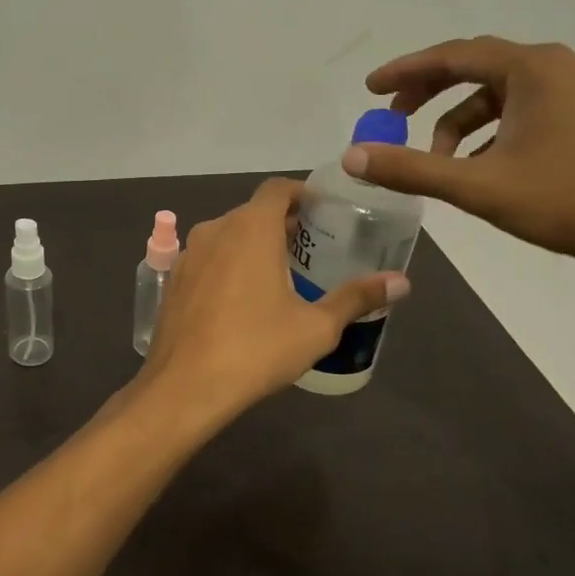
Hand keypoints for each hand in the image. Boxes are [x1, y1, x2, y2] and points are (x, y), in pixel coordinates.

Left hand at [138, 178, 408, 416]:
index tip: (323, 213)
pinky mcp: (172, 280)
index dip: (302, 194)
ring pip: (227, 235)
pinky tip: (241, 299)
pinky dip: (227, 265)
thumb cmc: (256, 349)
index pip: (278, 189)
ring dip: (253, 245)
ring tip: (280, 275)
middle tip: (312, 251)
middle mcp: (215, 229)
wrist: (184, 386)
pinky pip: (207, 259)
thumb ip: (357, 297)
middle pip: (252, 212)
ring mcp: (187, 254)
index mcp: (250, 228)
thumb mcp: (316, 327)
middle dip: (282, 224)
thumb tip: (401, 282)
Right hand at [345, 36, 574, 287]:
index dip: (405, 72)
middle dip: (430, 93)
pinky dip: (492, 133)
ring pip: (502, 95)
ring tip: (439, 160)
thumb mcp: (478, 186)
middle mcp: (561, 68)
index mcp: (534, 69)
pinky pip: (526, 113)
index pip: (454, 55)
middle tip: (394, 119)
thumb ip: (410, 168)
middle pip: (478, 68)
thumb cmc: (568, 202)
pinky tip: (482, 169)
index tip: (370, 89)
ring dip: (461, 122)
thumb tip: (351, 156)